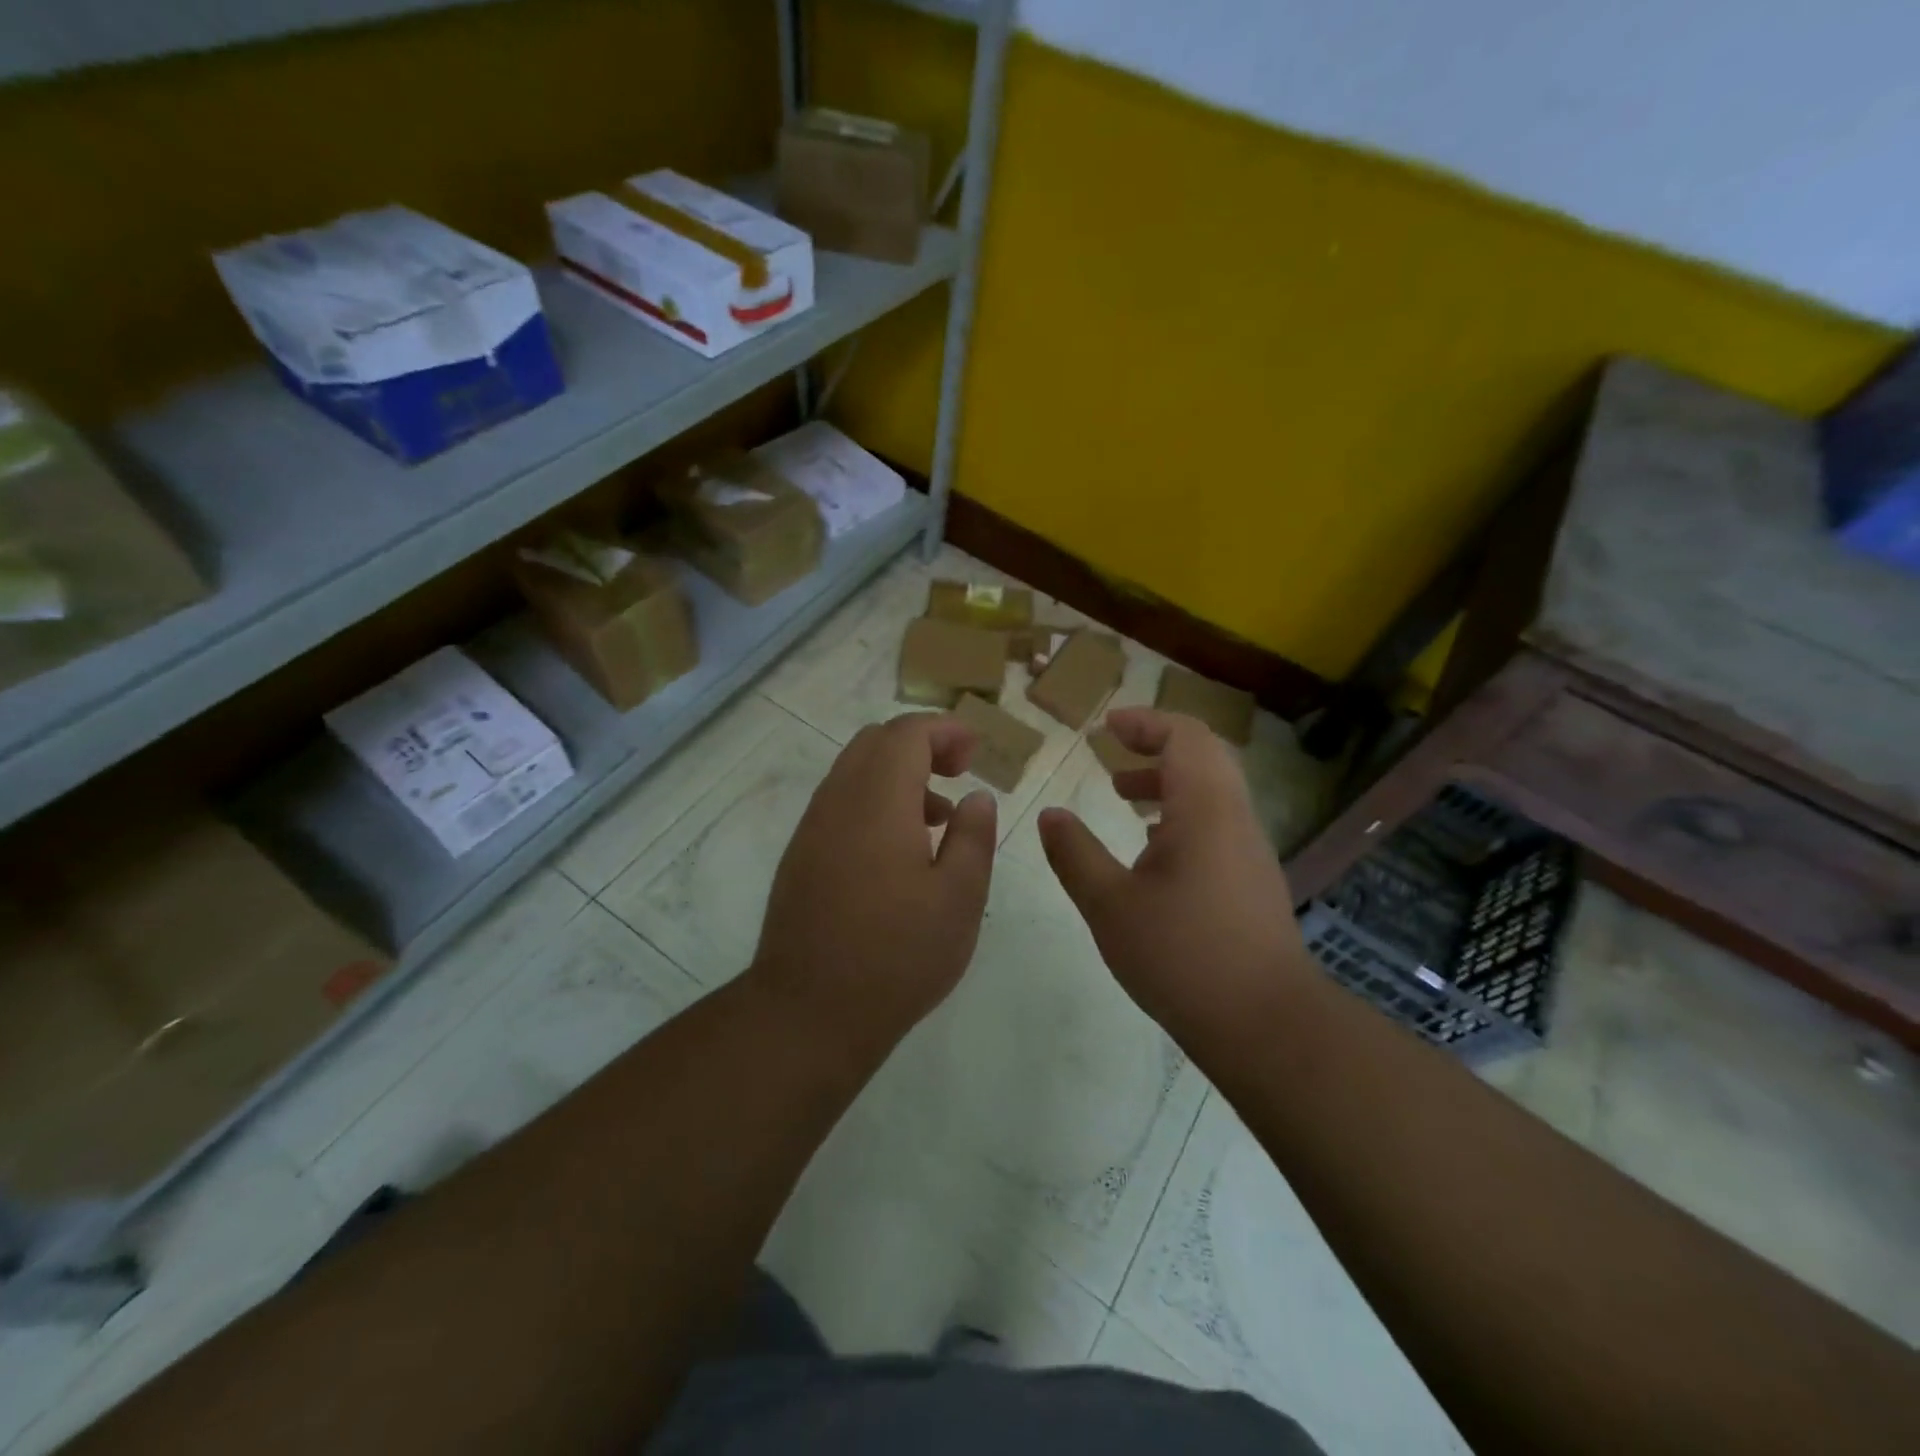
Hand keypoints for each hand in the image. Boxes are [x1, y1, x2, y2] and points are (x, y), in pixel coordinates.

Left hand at [749, 713, 996, 1047]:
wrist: (808, 1011)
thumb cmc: (897, 955)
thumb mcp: (959, 898)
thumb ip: (973, 836)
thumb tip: (977, 797)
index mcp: (879, 801)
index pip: (907, 733)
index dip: (945, 730)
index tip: (976, 752)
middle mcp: (838, 801)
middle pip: (876, 741)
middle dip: (921, 744)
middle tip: (958, 773)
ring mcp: (812, 828)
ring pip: (855, 770)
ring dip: (898, 774)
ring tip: (938, 817)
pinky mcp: (800, 855)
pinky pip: (840, 802)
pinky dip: (875, 800)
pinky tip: (900, 850)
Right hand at [1039, 707, 1312, 1044]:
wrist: (1265, 1023)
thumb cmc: (1181, 955)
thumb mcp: (1109, 904)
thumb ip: (1075, 853)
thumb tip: (1050, 814)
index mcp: (1204, 809)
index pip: (1184, 735)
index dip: (1145, 722)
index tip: (1105, 727)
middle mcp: (1234, 817)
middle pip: (1204, 755)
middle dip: (1156, 745)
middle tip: (1112, 754)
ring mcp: (1250, 849)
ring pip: (1212, 790)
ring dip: (1168, 781)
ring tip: (1123, 796)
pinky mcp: (1253, 878)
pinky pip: (1218, 821)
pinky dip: (1182, 813)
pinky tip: (1150, 849)